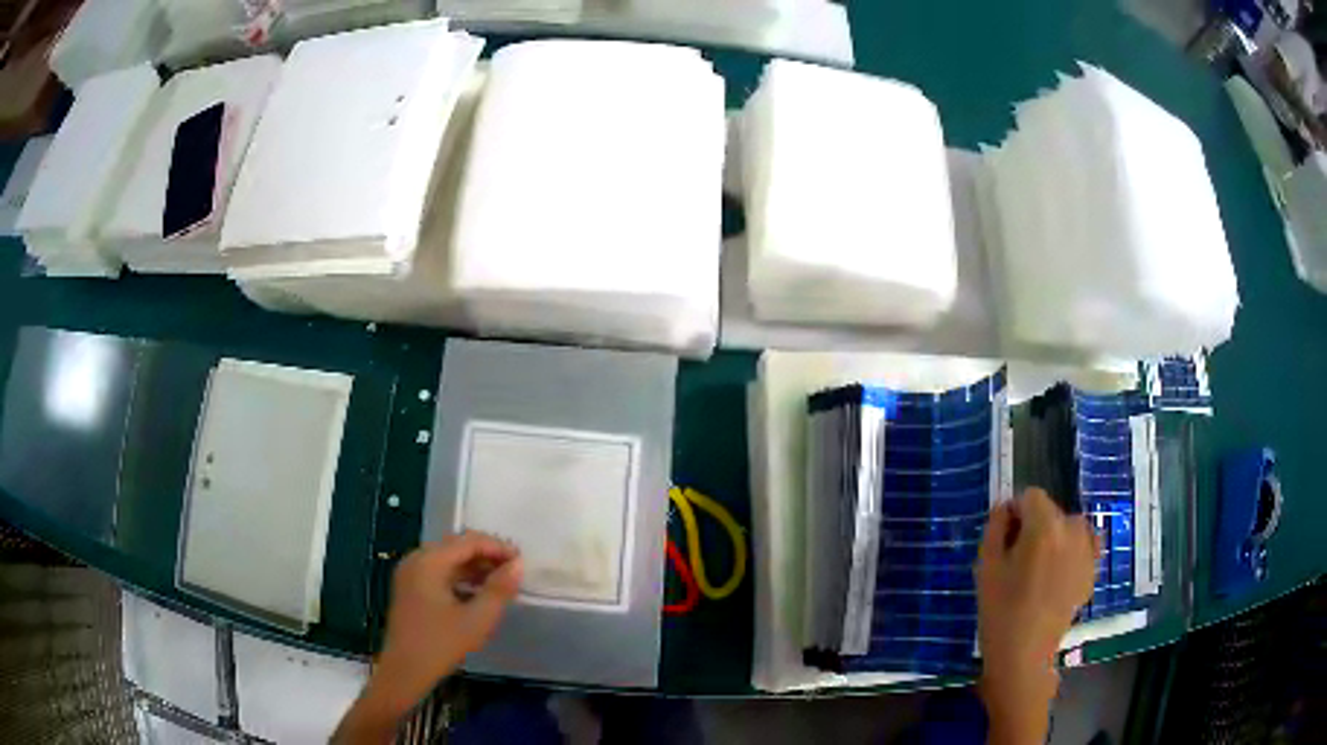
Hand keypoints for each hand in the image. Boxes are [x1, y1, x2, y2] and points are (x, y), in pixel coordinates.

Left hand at [371, 533, 522, 710]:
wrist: (404, 671)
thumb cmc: (440, 645)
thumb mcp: (477, 620)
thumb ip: (499, 589)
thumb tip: (519, 565)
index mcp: (429, 562)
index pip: (468, 541)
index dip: (498, 547)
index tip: (522, 562)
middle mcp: (416, 559)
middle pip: (457, 546)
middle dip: (487, 556)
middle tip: (514, 572)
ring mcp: (410, 573)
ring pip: (448, 559)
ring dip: (475, 567)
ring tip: (501, 583)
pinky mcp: (410, 588)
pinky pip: (439, 572)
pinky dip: (461, 577)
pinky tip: (479, 593)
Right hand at [975, 488, 1099, 743]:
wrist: (1024, 654)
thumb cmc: (999, 610)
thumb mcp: (986, 566)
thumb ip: (995, 528)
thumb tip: (1006, 508)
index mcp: (1044, 526)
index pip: (1030, 496)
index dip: (1014, 513)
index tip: (1004, 539)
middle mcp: (1072, 530)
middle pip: (1051, 511)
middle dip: (1034, 525)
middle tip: (1018, 559)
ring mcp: (1087, 551)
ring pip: (1070, 526)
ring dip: (1056, 536)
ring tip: (1040, 567)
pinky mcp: (1092, 570)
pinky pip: (1086, 544)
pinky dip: (1074, 549)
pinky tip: (1060, 573)